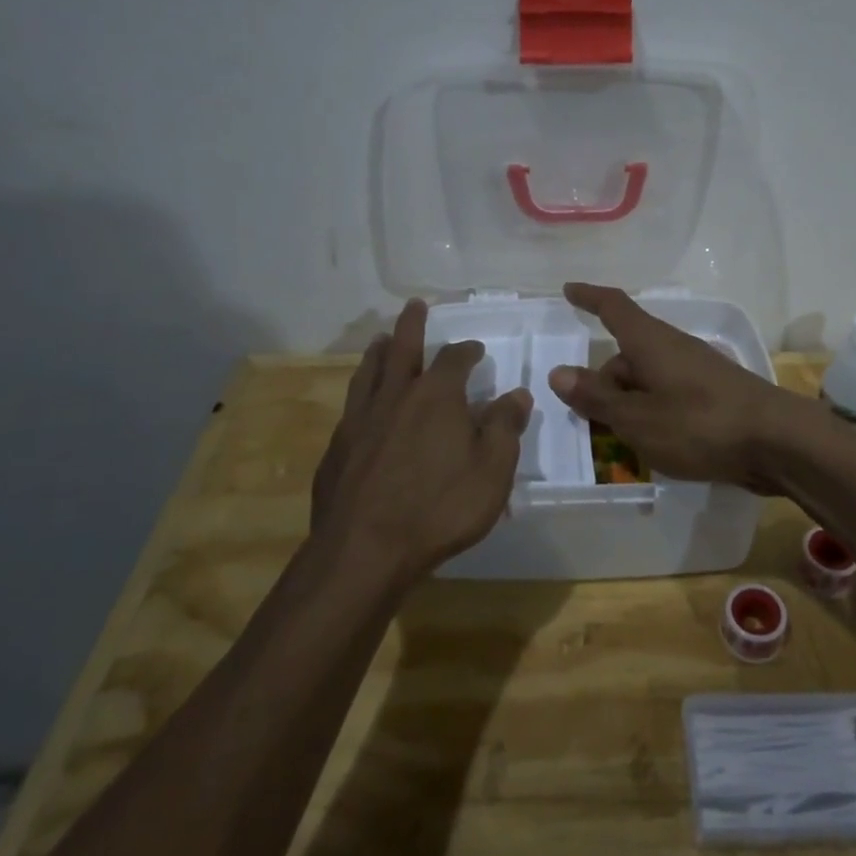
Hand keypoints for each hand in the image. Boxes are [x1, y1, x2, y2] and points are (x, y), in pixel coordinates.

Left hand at [311, 299, 532, 582]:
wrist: (363, 550)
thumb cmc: (439, 508)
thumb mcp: (492, 471)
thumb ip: (505, 428)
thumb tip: (517, 394)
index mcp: (436, 396)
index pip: (454, 359)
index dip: (467, 350)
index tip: (475, 349)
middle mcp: (395, 396)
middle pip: (402, 348)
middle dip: (412, 325)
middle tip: (414, 305)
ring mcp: (361, 420)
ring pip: (369, 372)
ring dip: (378, 351)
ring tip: (381, 340)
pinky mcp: (338, 447)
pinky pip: (352, 406)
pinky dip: (361, 391)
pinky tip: (362, 403)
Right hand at [545, 282, 796, 485]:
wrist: (777, 442)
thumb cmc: (699, 424)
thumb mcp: (637, 418)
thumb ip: (597, 398)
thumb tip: (558, 373)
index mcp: (650, 342)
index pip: (614, 307)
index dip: (589, 297)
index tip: (569, 290)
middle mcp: (673, 347)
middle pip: (627, 355)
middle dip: (604, 383)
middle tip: (586, 418)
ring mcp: (697, 371)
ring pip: (648, 379)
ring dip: (628, 403)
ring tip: (618, 441)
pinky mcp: (714, 395)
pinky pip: (669, 396)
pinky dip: (653, 413)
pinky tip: (654, 445)